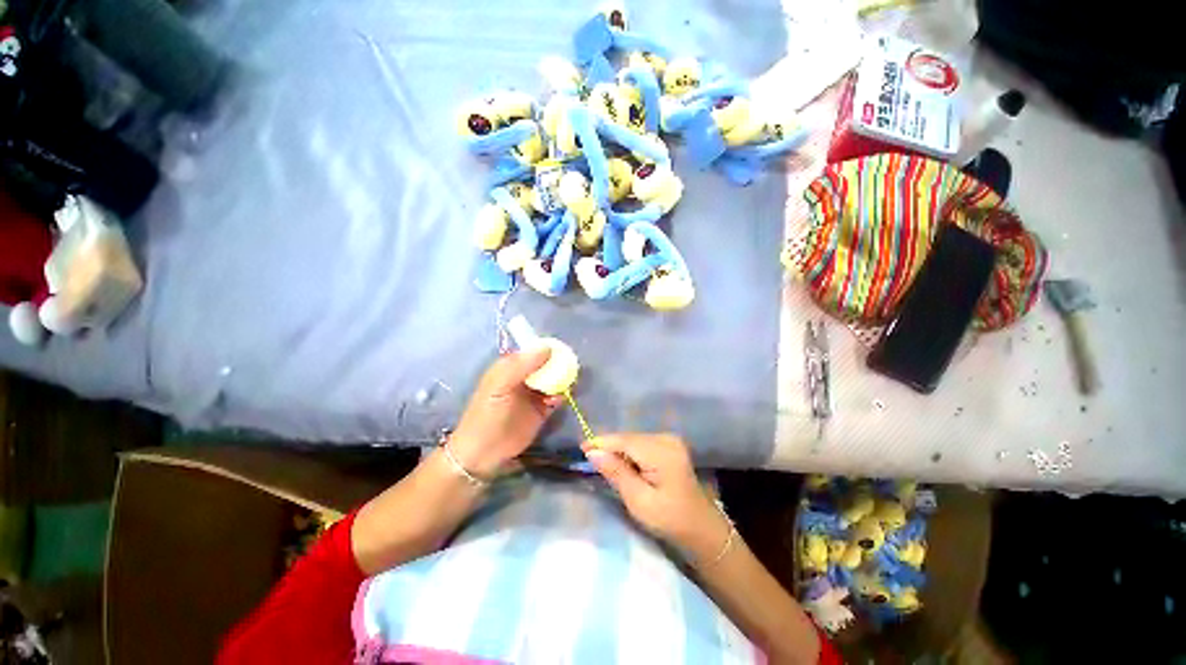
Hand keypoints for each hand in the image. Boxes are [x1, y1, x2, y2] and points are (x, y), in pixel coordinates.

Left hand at [449, 348, 562, 477]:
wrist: (484, 452)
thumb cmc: (487, 414)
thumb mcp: (499, 385)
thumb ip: (521, 365)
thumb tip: (547, 348)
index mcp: (510, 367)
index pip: (531, 351)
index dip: (546, 347)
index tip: (562, 347)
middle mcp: (524, 378)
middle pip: (545, 364)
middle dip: (558, 363)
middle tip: (571, 363)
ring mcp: (534, 394)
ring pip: (553, 380)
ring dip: (562, 378)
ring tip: (570, 379)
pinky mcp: (542, 410)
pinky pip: (556, 397)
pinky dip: (561, 395)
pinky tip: (560, 397)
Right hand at [582, 433, 730, 561]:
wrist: (700, 527)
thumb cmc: (669, 519)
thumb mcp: (638, 500)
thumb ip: (616, 472)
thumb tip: (592, 452)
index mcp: (661, 452)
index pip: (624, 440)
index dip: (601, 442)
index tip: (581, 448)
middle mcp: (666, 438)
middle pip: (629, 438)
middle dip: (609, 447)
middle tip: (589, 459)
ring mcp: (670, 440)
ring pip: (634, 439)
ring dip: (619, 450)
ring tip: (604, 464)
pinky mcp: (670, 445)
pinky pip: (642, 444)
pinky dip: (630, 453)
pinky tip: (624, 465)